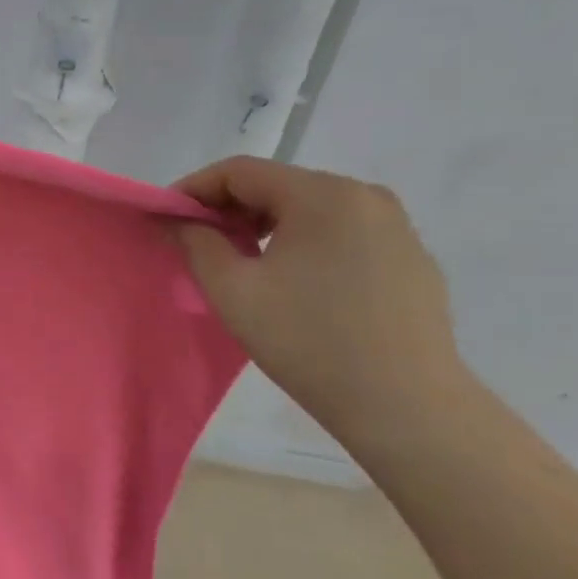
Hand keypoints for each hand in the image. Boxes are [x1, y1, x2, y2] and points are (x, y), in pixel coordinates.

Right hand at [173, 157, 467, 439]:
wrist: (406, 407)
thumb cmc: (309, 342)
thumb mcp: (234, 292)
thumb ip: (196, 244)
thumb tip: (176, 219)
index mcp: (321, 194)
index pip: (241, 171)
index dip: (194, 189)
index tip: (167, 218)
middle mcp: (364, 195)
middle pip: (278, 186)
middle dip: (230, 209)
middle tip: (198, 244)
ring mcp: (395, 226)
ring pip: (311, 209)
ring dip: (267, 227)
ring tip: (244, 264)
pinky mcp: (411, 258)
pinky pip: (343, 234)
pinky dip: (306, 244)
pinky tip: (296, 285)